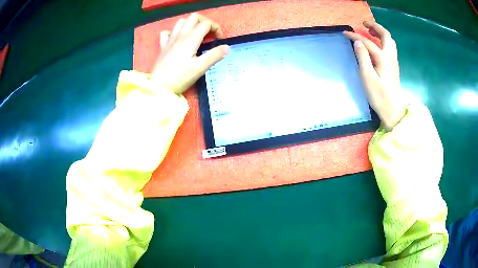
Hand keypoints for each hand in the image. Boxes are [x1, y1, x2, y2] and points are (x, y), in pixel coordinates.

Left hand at [150, 13, 229, 93]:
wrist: (158, 87)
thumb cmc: (180, 77)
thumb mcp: (200, 67)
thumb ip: (214, 55)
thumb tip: (227, 47)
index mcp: (191, 38)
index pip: (206, 23)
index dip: (216, 28)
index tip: (219, 40)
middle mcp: (180, 35)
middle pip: (194, 17)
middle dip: (205, 21)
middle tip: (209, 33)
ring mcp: (170, 39)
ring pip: (181, 22)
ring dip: (191, 24)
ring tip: (196, 34)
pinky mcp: (163, 46)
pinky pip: (168, 32)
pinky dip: (175, 32)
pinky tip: (178, 39)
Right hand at [344, 21, 405, 130]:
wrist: (394, 111)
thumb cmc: (380, 96)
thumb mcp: (367, 77)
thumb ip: (363, 58)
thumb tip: (357, 42)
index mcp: (383, 58)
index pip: (367, 42)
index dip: (355, 36)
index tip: (345, 34)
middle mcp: (390, 57)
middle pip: (386, 36)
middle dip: (375, 27)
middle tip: (364, 24)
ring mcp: (393, 62)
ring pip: (390, 41)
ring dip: (380, 33)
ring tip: (370, 32)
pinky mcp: (393, 67)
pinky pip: (389, 48)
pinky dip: (383, 41)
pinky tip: (377, 45)